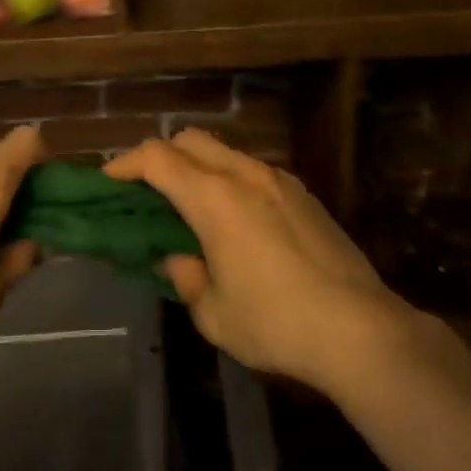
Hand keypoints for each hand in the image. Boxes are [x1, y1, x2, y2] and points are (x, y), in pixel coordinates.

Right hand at [104, 129, 416, 392]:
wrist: (361, 329)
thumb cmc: (276, 323)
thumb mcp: (214, 314)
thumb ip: (186, 278)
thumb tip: (177, 259)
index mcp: (215, 199)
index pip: (158, 158)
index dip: (126, 163)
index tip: (109, 180)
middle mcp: (245, 176)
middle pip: (191, 140)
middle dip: (161, 156)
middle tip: (147, 190)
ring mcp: (280, 181)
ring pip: (225, 152)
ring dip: (198, 168)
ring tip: (191, 207)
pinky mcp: (305, 195)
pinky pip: (254, 171)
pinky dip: (230, 180)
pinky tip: (236, 220)